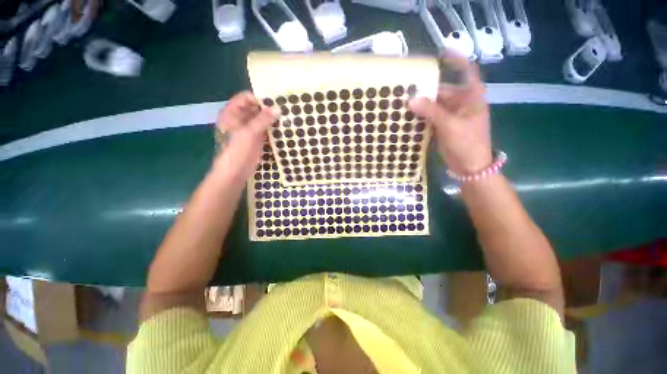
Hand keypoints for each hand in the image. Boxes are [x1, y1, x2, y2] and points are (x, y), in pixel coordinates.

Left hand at [214, 91, 279, 176]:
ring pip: (261, 120)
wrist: (235, 173)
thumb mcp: (248, 133)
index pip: (245, 98)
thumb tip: (278, 108)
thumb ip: (263, 120)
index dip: (259, 99)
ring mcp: (249, 130)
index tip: (275, 103)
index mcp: (231, 113)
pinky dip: (273, 129)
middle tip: (285, 110)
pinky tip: (283, 128)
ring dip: (272, 119)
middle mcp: (240, 119)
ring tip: (286, 118)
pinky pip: (265, 130)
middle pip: (255, 108)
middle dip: (268, 109)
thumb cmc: (236, 151)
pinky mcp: (256, 139)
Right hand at [408, 56, 492, 174]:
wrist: (469, 166)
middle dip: (426, 88)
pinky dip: (420, 115)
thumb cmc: (467, 142)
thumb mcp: (450, 125)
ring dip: (421, 103)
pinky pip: (429, 117)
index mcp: (471, 97)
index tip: (440, 53)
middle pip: (443, 90)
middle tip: (407, 86)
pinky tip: (407, 114)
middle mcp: (461, 103)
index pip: (466, 71)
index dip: (456, 60)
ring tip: (403, 99)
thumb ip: (431, 111)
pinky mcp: (442, 126)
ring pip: (434, 105)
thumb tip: (410, 100)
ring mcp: (450, 116)